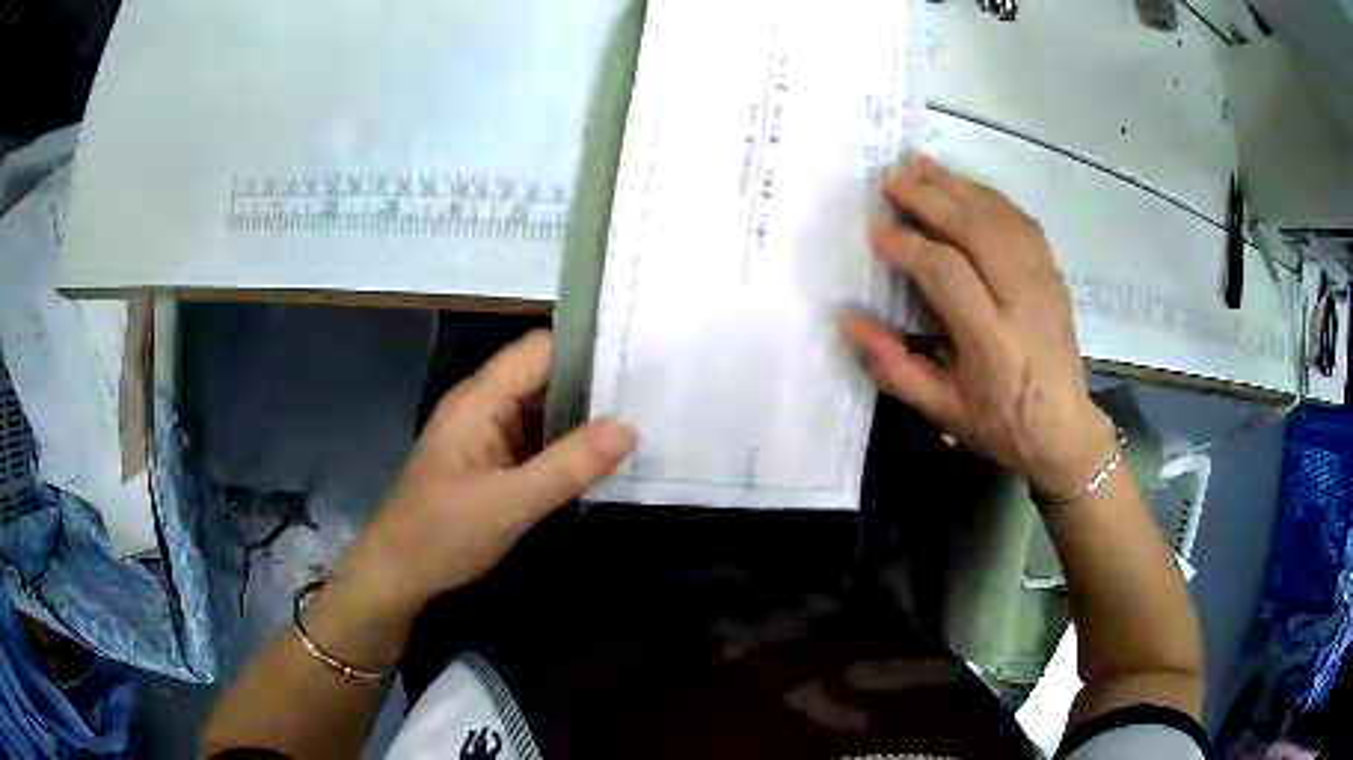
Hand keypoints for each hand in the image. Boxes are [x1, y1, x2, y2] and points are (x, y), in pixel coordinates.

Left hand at [345, 331, 637, 615]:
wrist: (399, 573)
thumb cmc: (444, 534)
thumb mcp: (510, 504)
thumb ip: (569, 466)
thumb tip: (629, 429)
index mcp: (479, 400)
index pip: (539, 350)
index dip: (587, 348)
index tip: (639, 359)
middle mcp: (484, 405)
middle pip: (544, 374)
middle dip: (593, 383)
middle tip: (650, 394)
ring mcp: (487, 433)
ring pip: (543, 408)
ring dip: (584, 416)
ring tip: (640, 420)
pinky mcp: (492, 460)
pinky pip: (537, 439)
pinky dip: (568, 444)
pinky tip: (602, 457)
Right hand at [843, 154, 1115, 496]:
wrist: (1065, 433)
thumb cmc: (1001, 426)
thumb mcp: (941, 409)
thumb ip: (893, 366)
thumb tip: (849, 322)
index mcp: (992, 340)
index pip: (946, 272)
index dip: (908, 245)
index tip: (876, 230)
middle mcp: (1022, 301)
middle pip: (975, 230)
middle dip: (930, 198)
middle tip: (892, 179)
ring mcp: (1044, 283)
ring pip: (1000, 217)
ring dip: (958, 186)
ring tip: (922, 166)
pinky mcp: (1055, 275)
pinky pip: (1022, 222)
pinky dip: (990, 198)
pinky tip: (966, 188)